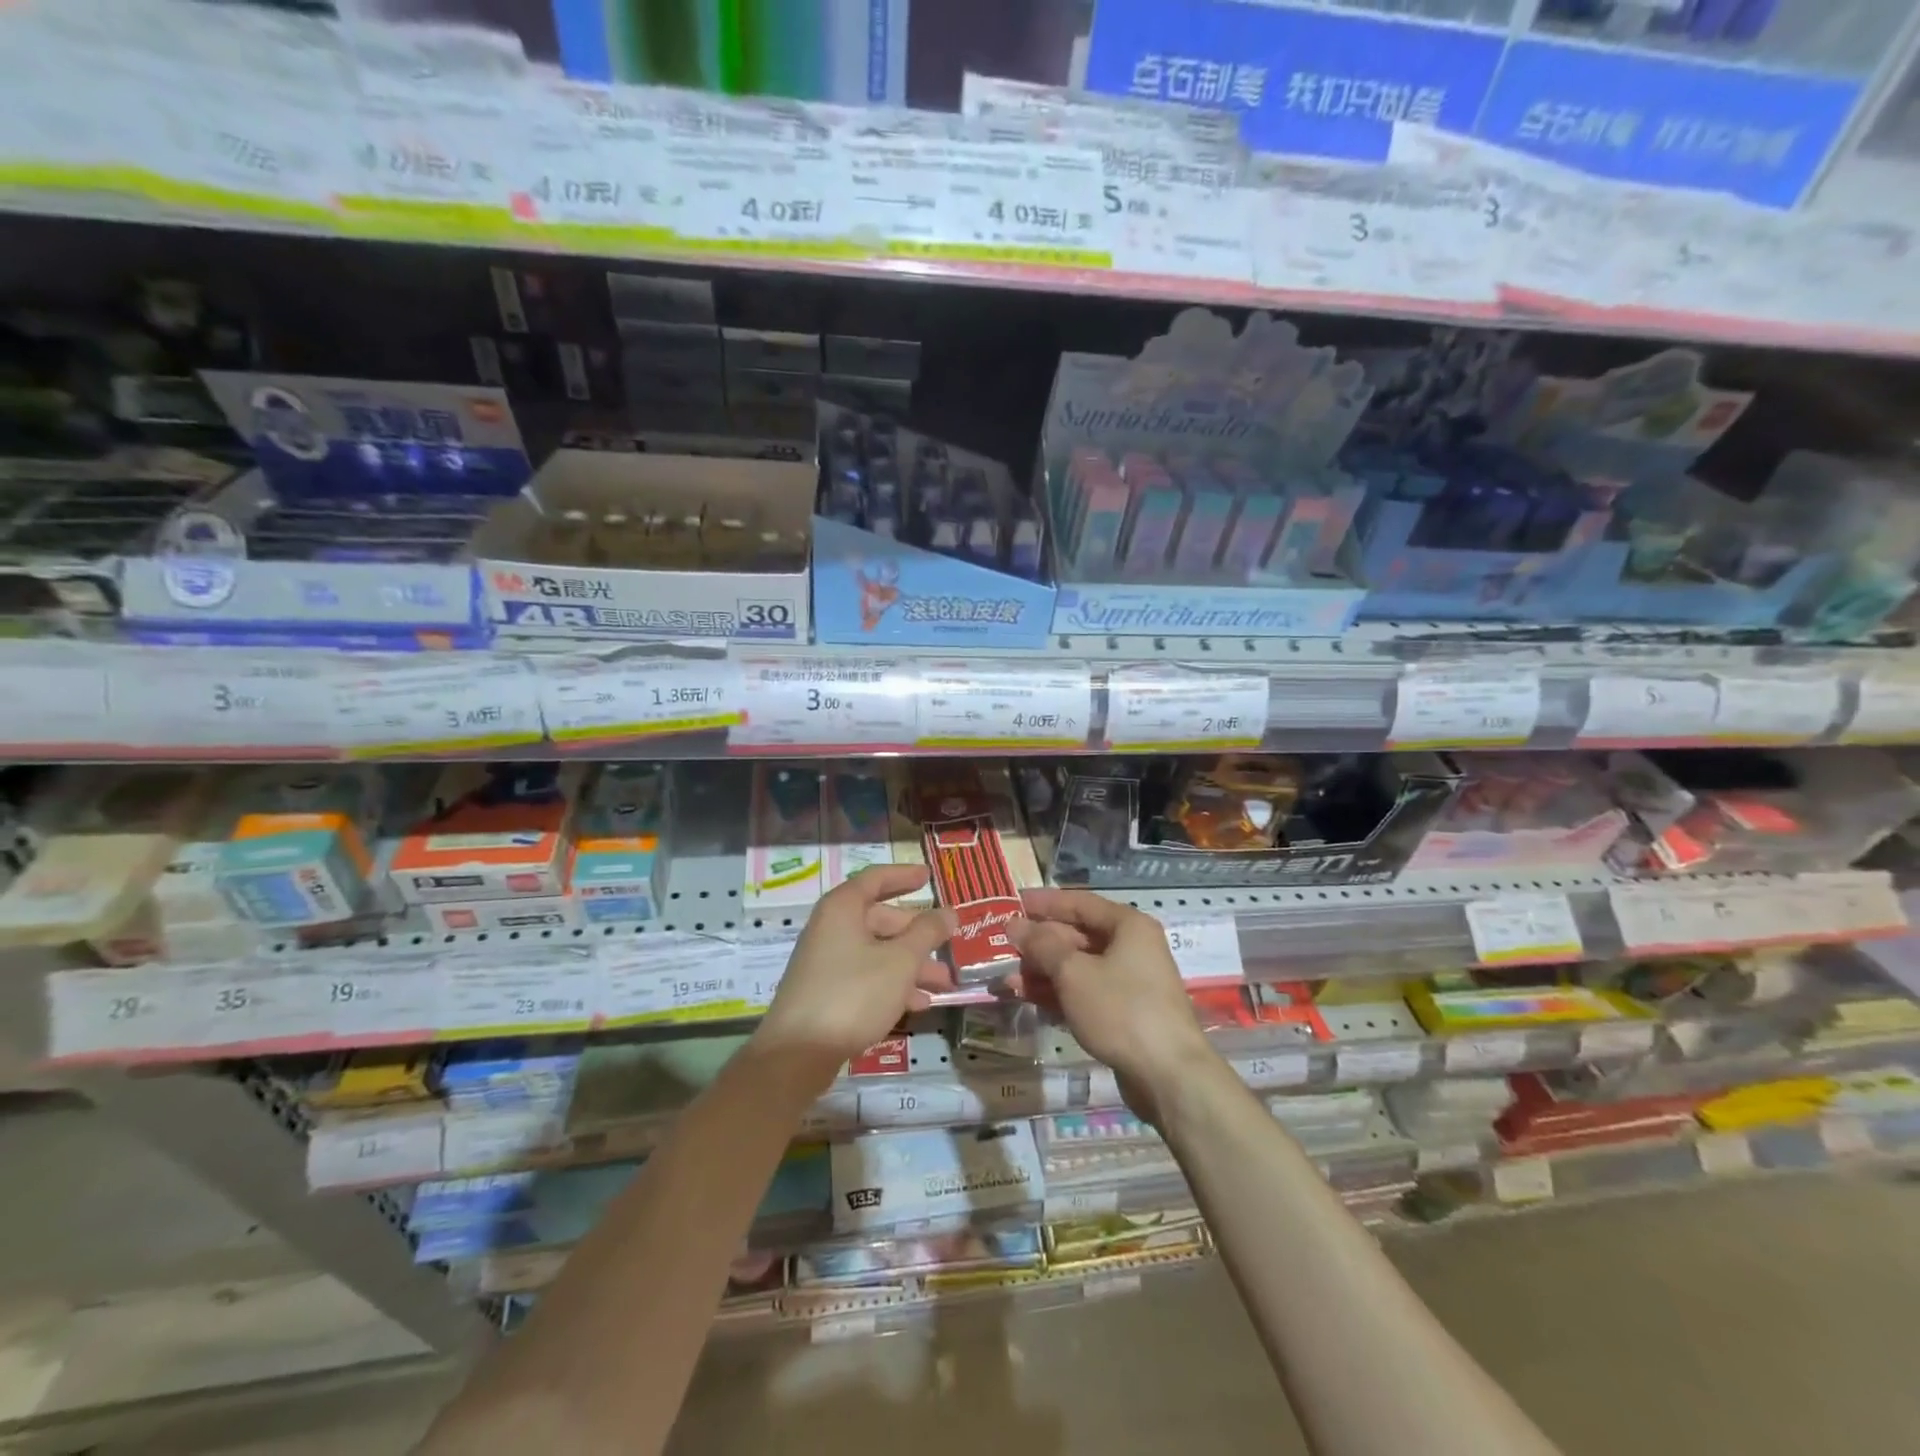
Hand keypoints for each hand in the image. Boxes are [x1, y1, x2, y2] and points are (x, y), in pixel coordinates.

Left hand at [750, 866, 955, 1088]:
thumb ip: (927, 933)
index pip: (876, 879)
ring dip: (911, 965)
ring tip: (943, 984)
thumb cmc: (853, 994)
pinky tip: (919, 1005)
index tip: (929, 876)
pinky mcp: (826, 992)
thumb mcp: (900, 961)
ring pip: (877, 952)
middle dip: (918, 935)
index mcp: (842, 908)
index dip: (904, 875)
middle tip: (948, 946)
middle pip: (881, 920)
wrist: (799, 1053)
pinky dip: (892, 984)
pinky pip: (867, 977)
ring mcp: (826, 962)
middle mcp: (831, 928)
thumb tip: (948, 912)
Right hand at [1010, 889, 1217, 1124]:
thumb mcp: (1073, 973)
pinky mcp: (1124, 1012)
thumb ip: (1041, 945)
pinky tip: (1028, 1000)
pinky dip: (1058, 994)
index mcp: (1127, 925)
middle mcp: (1131, 947)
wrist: (1168, 1076)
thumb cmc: (1121, 1010)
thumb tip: (1015, 925)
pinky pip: (1084, 992)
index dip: (1043, 903)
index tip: (1011, 904)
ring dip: (1042, 972)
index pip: (1078, 903)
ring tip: (1006, 981)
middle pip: (1077, 936)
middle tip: (1001, 948)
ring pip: (1078, 967)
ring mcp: (1129, 981)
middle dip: (1038, 944)